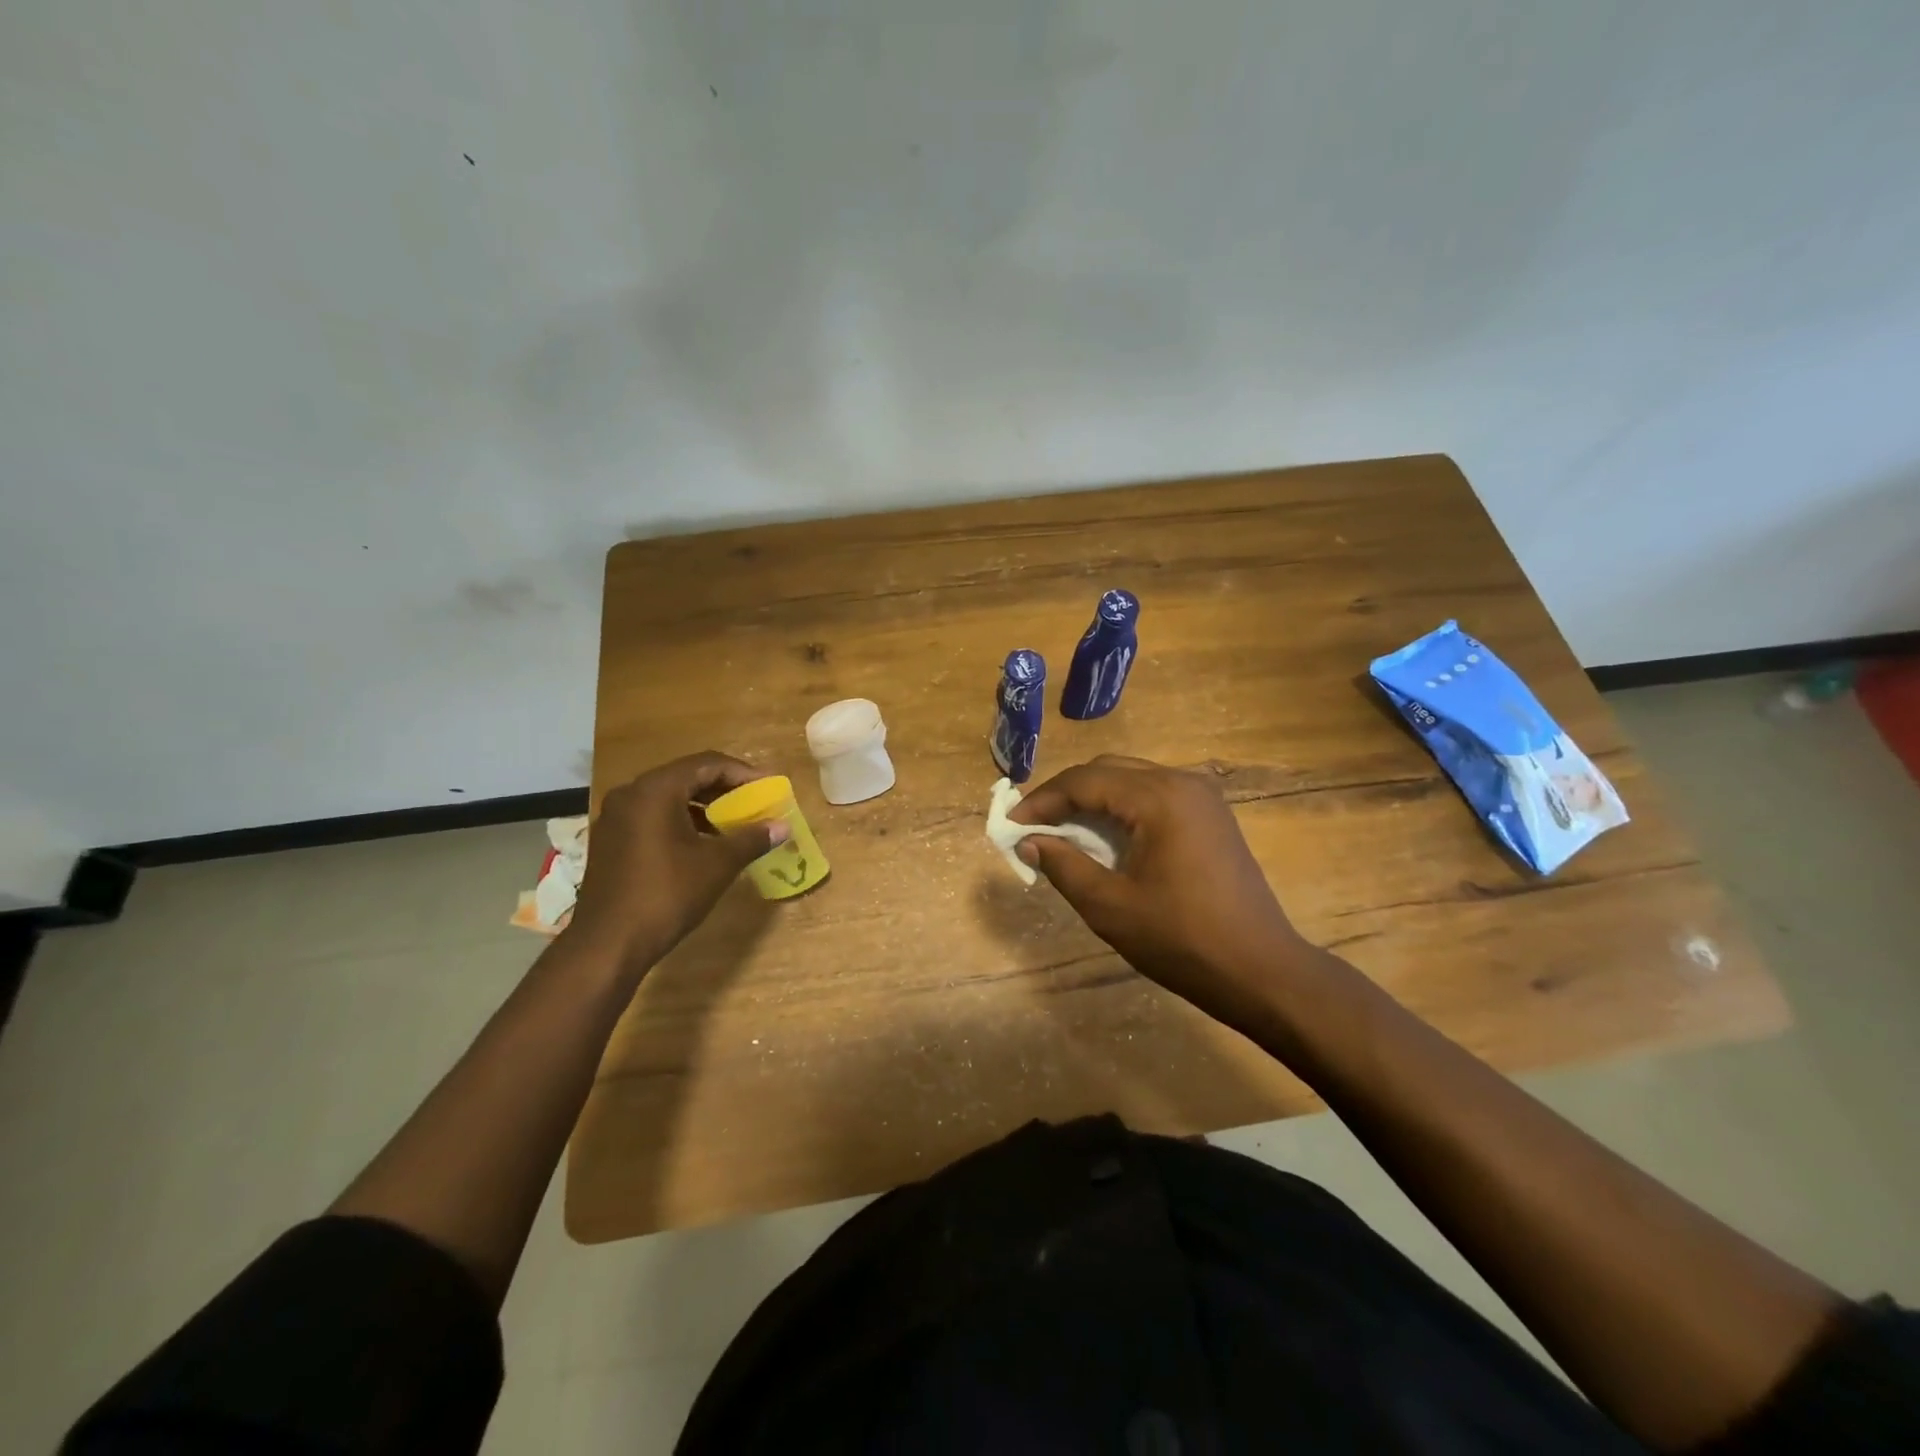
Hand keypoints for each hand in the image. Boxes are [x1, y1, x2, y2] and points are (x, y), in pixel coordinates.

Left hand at [568, 752, 786, 967]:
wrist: (608, 943)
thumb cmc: (667, 894)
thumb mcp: (718, 864)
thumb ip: (752, 838)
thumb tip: (783, 826)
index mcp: (656, 790)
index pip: (707, 764)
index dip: (743, 773)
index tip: (769, 787)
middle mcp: (631, 794)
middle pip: (686, 777)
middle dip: (724, 788)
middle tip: (754, 802)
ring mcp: (615, 817)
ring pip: (668, 797)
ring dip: (703, 806)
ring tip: (733, 823)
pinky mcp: (610, 840)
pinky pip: (652, 816)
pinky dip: (681, 821)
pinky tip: (702, 843)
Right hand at [1010, 755, 1307, 1019]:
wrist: (1261, 970)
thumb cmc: (1181, 941)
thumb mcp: (1110, 907)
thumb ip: (1064, 865)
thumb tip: (1028, 841)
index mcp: (1159, 798)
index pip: (1085, 780)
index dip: (1043, 799)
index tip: (1011, 823)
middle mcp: (1182, 782)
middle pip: (1108, 770)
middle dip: (1066, 794)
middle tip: (1034, 826)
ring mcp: (1202, 797)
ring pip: (1131, 780)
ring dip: (1093, 800)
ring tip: (1062, 832)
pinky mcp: (1211, 815)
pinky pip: (1154, 796)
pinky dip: (1122, 809)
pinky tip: (1105, 839)